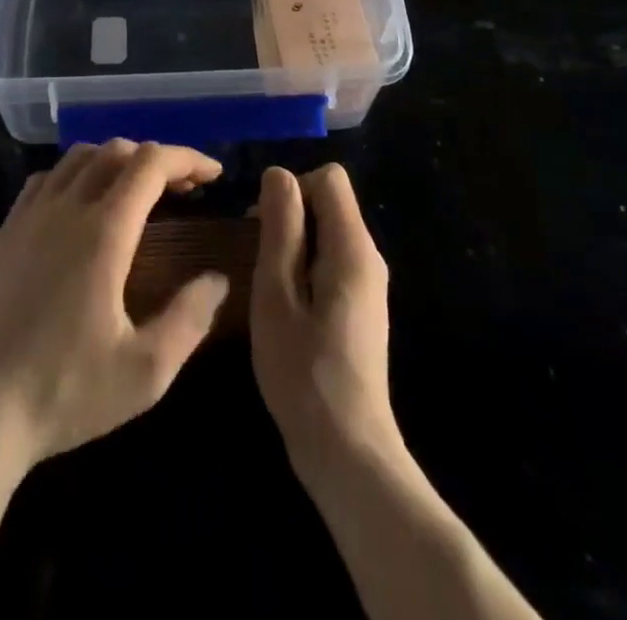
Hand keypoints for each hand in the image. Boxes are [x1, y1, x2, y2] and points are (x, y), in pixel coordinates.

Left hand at [0, 139, 230, 470]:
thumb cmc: (62, 392)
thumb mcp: (144, 372)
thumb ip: (189, 319)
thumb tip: (218, 279)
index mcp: (103, 231)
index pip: (151, 163)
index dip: (187, 158)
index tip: (214, 174)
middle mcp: (65, 208)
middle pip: (116, 151)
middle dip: (156, 159)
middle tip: (184, 189)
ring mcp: (28, 216)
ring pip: (78, 158)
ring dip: (116, 160)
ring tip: (137, 191)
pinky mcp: (4, 233)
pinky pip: (46, 179)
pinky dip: (76, 174)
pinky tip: (82, 206)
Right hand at [250, 164, 400, 483]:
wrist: (347, 451)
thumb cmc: (303, 371)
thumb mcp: (277, 293)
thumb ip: (281, 228)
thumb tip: (279, 174)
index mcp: (352, 247)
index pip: (329, 178)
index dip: (292, 189)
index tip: (262, 226)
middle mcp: (369, 257)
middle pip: (330, 202)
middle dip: (290, 216)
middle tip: (257, 259)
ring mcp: (369, 284)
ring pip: (329, 232)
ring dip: (294, 244)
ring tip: (267, 286)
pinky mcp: (362, 307)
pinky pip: (332, 261)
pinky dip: (305, 267)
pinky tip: (286, 307)